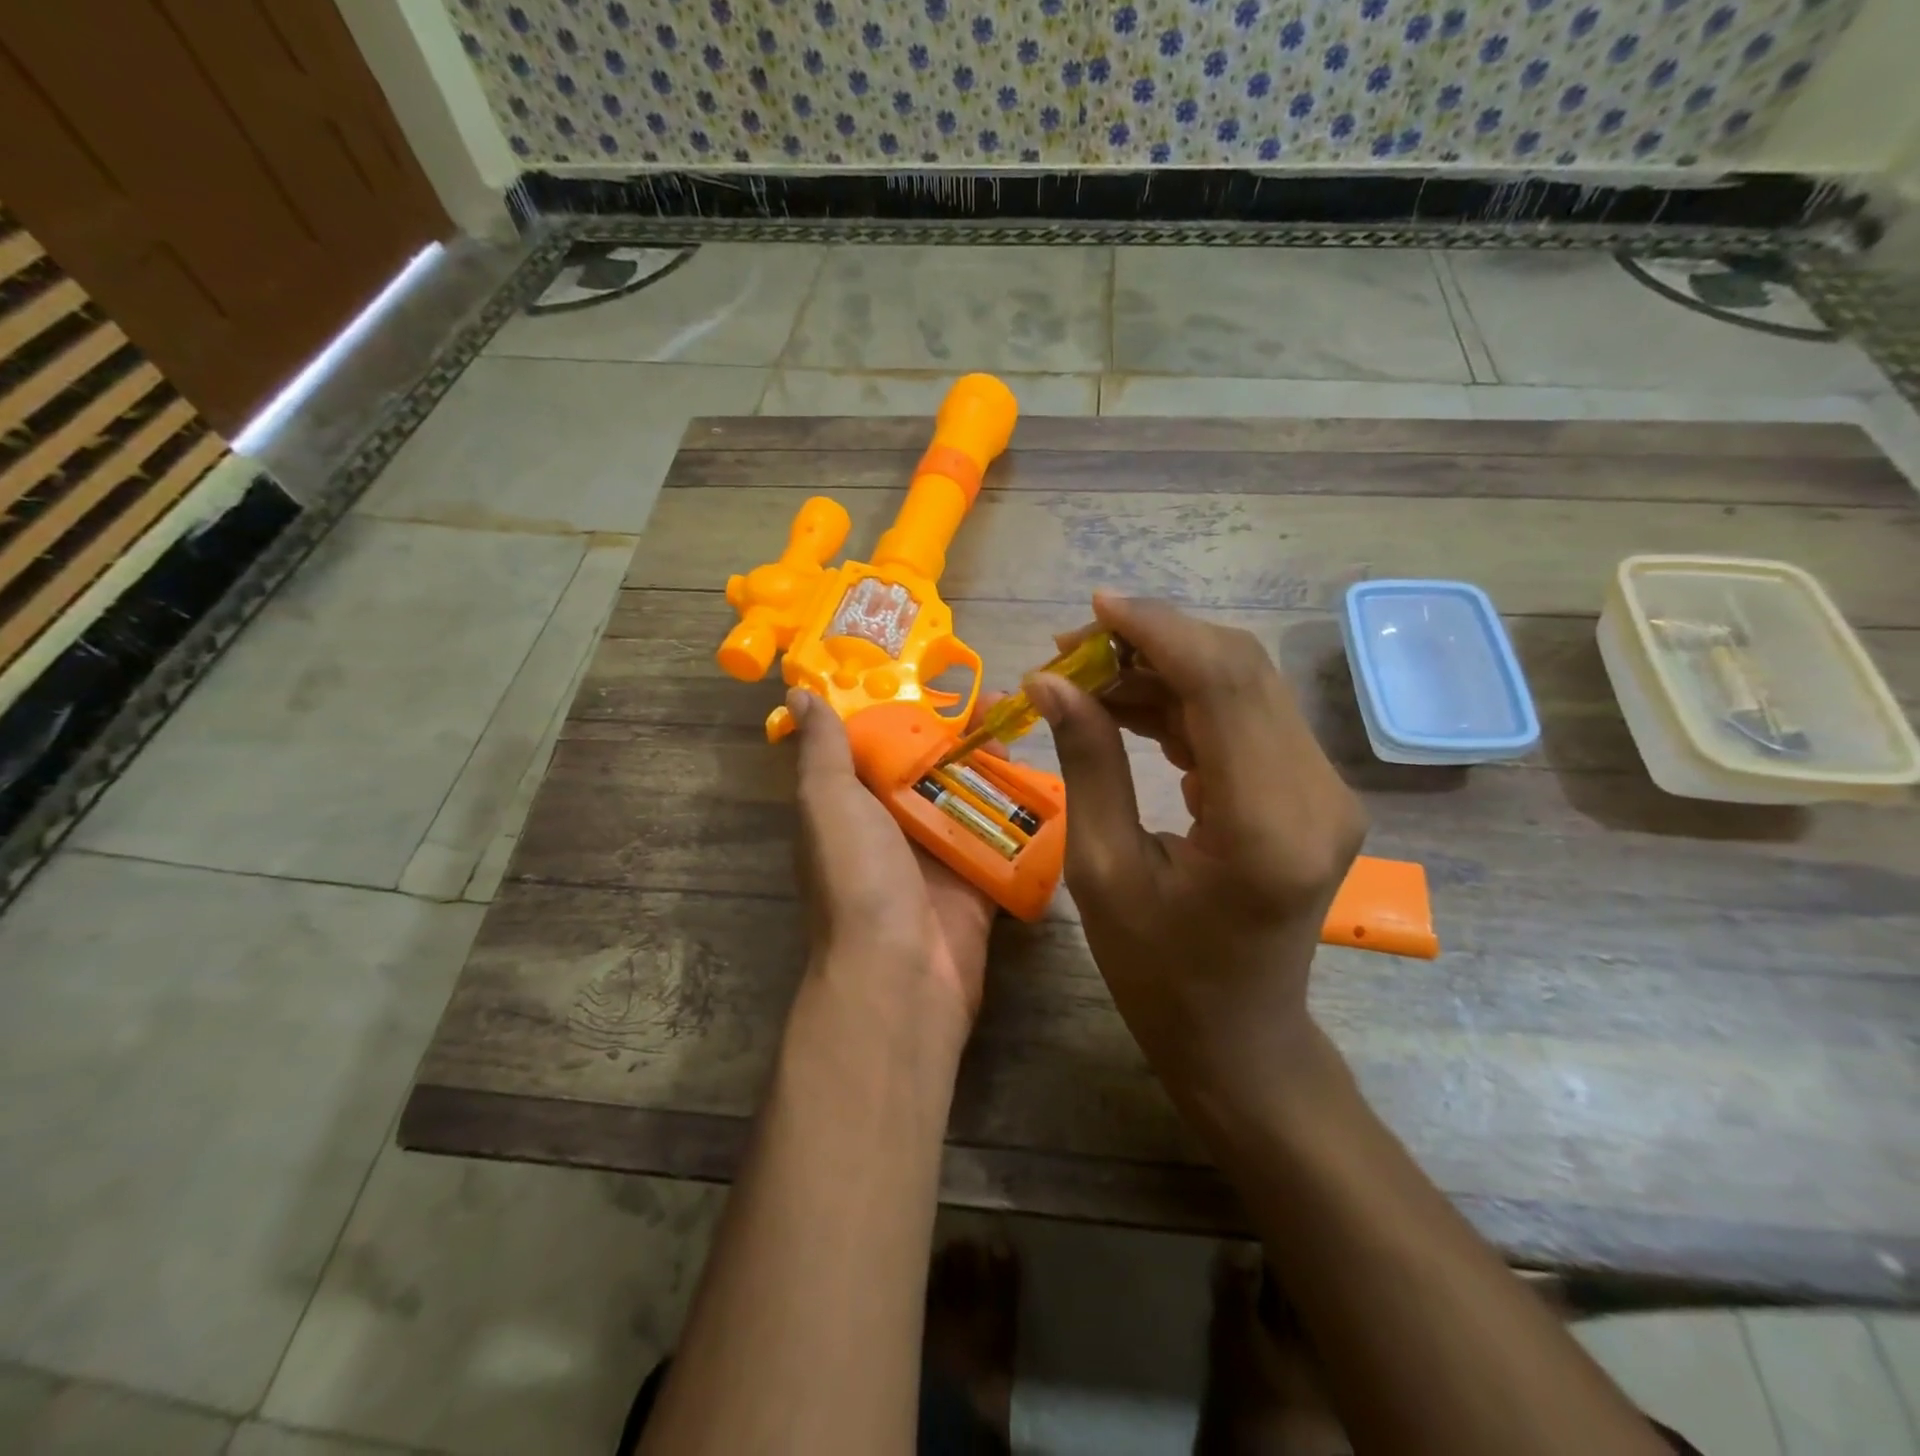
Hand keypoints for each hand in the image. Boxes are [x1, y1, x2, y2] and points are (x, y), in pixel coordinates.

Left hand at [787, 688, 997, 1026]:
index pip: (881, 745)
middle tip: (1005, 700)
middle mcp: (896, 826)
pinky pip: (1005, 835)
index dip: (909, 709)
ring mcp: (941, 854)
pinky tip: (1051, 775)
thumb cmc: (858, 879)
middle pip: (935, 767)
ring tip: (1029, 726)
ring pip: (973, 796)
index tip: (943, 675)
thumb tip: (799, 689)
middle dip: (966, 734)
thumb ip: (822, 749)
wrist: (901, 975)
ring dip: (998, 764)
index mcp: (855, 805)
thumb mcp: (829, 803)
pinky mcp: (980, 879)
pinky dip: (1024, 811)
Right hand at [1023, 595, 1367, 1101]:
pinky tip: (1131, 709)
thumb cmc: (1159, 975)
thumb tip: (1049, 681)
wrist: (1238, 1038)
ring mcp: (1323, 791)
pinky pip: (1247, 719)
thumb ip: (1087, 763)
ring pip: (1244, 686)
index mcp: (1264, 825)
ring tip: (1087, 678)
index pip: (1222, 682)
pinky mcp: (1311, 793)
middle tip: (1071, 649)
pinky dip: (1186, 701)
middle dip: (1152, 642)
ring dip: (1164, 669)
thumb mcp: (1102, 871)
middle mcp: (1315, 794)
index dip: (1155, 629)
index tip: (1091, 607)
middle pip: (1240, 670)